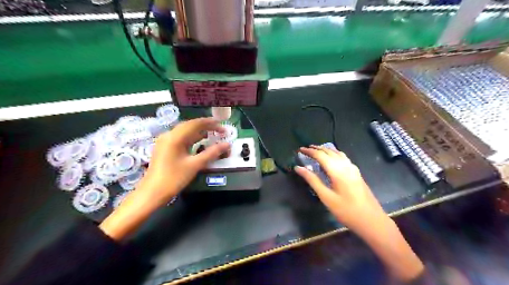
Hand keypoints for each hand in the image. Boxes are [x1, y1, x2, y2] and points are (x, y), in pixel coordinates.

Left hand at [100, 118, 230, 239]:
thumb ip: (212, 153)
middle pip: (190, 125)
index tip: (224, 127)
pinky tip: (200, 142)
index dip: (211, 123)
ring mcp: (165, 141)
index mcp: (175, 137)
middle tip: (221, 131)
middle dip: (206, 126)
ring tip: (213, 135)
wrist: (152, 193)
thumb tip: (227, 144)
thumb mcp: (195, 165)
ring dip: (200, 132)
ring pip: (186, 131)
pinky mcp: (165, 147)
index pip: (196, 123)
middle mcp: (169, 135)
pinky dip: (192, 138)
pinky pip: (181, 138)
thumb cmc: (173, 178)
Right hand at [294, 146, 385, 236]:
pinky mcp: (357, 173)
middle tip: (306, 149)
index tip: (300, 150)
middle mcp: (345, 166)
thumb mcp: (326, 197)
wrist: (371, 220)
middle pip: (329, 151)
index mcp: (337, 170)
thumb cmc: (346, 211)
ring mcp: (353, 168)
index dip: (310, 151)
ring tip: (317, 150)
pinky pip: (343, 157)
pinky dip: (334, 154)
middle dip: (317, 149)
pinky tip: (332, 158)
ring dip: (326, 150)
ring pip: (338, 153)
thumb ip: (312, 180)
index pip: (321, 155)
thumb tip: (298, 168)